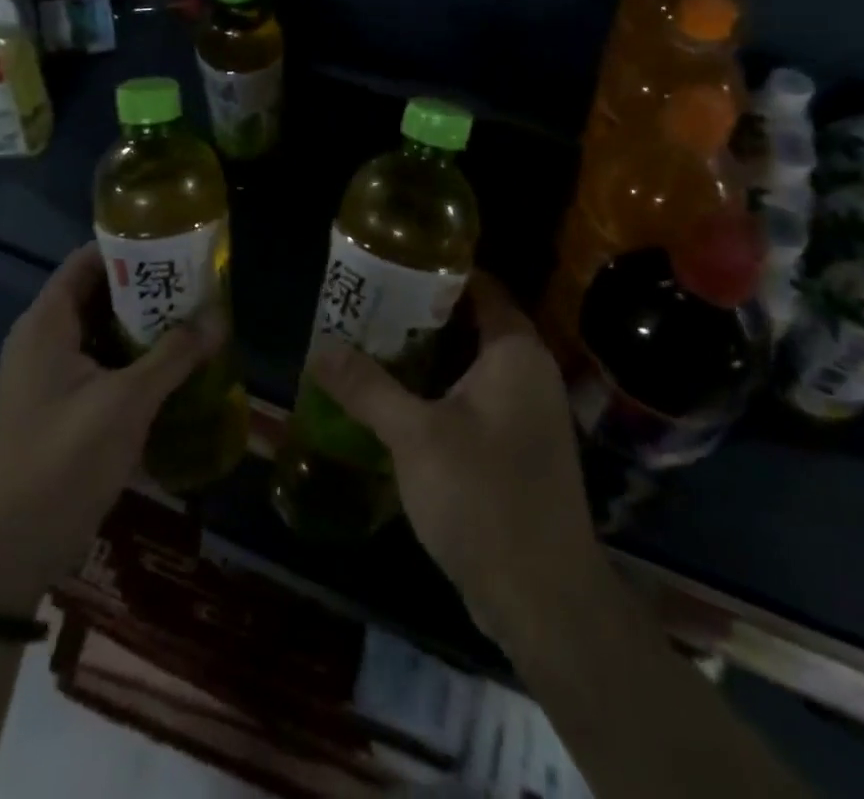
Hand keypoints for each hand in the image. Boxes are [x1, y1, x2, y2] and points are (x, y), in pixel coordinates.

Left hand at [0, 243, 223, 611]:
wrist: (15, 549)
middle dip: (144, 289)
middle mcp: (39, 339)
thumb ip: (175, 355)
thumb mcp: (127, 403)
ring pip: (98, 330)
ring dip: (140, 326)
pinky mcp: (54, 404)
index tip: (175, 247)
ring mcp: (44, 374)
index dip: (129, 248)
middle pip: (96, 294)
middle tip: (194, 286)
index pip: (87, 261)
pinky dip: (128, 357)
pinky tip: (168, 366)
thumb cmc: (65, 461)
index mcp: (45, 324)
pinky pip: (95, 362)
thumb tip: (219, 317)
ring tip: (190, 321)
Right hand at [308, 272, 604, 647]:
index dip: (437, 269)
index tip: (390, 263)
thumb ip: (367, 387)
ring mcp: (526, 412)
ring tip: (371, 344)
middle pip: (471, 322)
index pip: (480, 285)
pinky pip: (474, 398)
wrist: (544, 600)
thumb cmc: (485, 498)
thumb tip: (319, 348)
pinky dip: (439, 391)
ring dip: (426, 356)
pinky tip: (397, 400)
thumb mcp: (416, 436)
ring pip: (470, 364)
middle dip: (420, 314)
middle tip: (367, 304)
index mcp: (515, 352)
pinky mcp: (517, 447)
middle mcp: (528, 372)